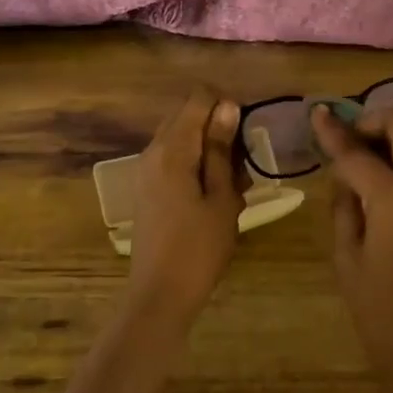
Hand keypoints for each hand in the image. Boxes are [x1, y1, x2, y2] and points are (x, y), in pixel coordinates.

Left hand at [127, 88, 245, 327]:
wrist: (160, 295)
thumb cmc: (199, 248)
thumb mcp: (222, 198)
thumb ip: (222, 150)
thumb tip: (227, 105)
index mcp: (172, 149)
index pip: (198, 97)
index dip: (226, 105)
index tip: (246, 136)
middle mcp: (153, 150)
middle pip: (188, 115)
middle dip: (219, 129)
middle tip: (243, 165)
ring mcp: (147, 170)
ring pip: (183, 139)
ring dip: (211, 150)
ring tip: (234, 187)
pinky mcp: (148, 188)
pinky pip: (175, 160)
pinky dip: (197, 167)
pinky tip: (216, 198)